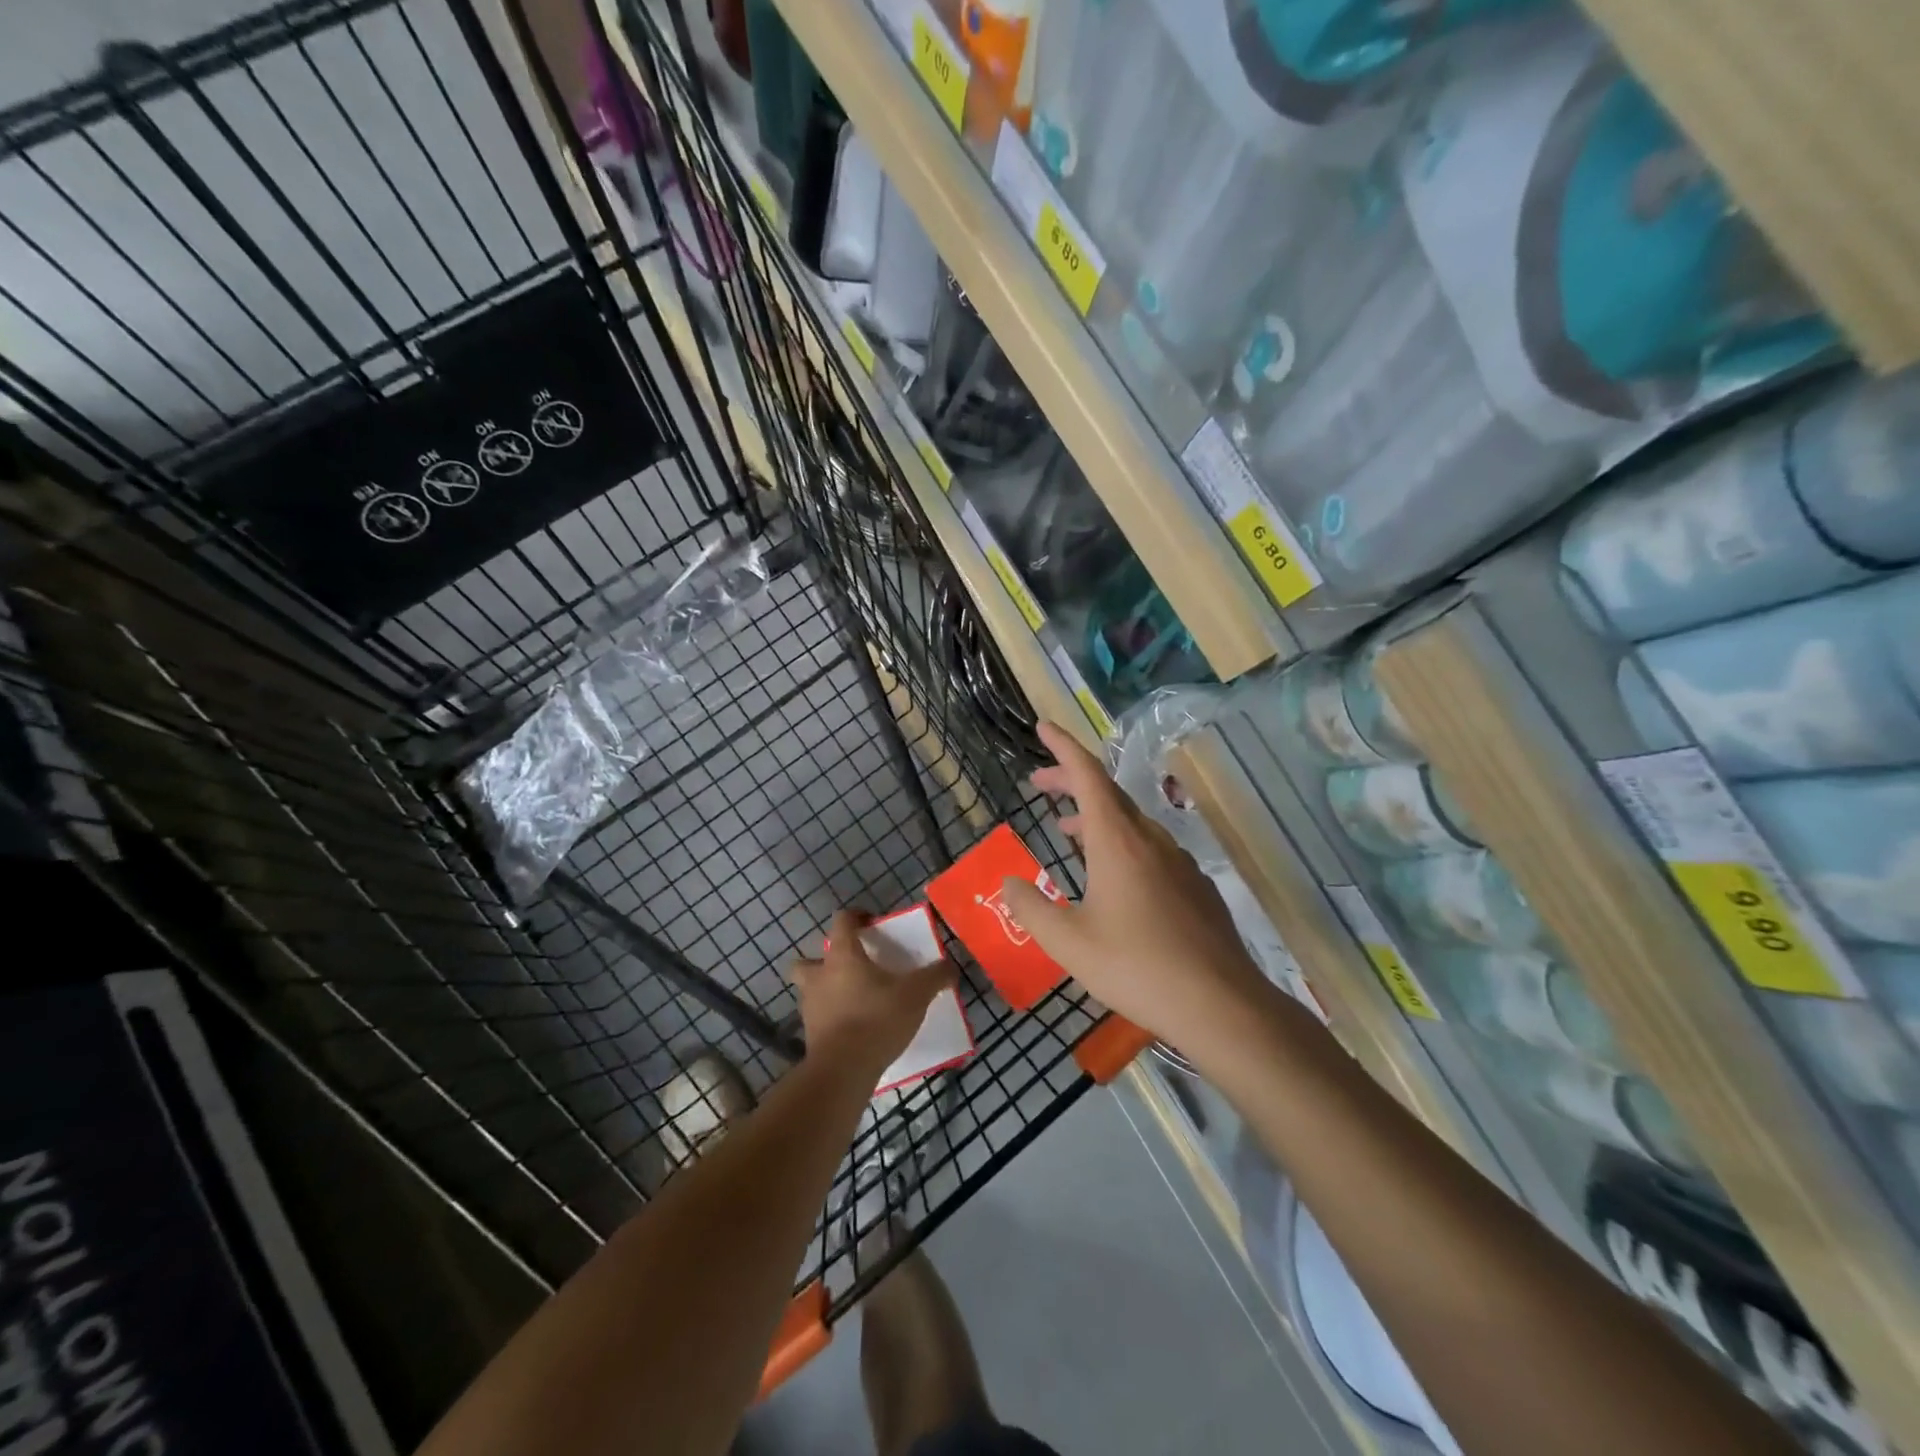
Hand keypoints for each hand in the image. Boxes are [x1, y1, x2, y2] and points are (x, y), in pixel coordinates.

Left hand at [790, 909, 955, 1072]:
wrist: (843, 1070)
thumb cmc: (877, 1019)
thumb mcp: (916, 994)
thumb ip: (934, 977)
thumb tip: (950, 967)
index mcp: (843, 956)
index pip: (842, 921)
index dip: (856, 916)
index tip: (872, 923)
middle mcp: (819, 976)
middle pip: (808, 959)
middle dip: (824, 960)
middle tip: (851, 967)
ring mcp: (810, 1007)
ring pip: (809, 990)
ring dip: (825, 991)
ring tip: (853, 1000)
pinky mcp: (810, 1036)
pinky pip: (819, 1018)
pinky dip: (832, 1019)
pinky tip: (854, 1028)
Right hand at [999, 723, 1272, 1055]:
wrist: (1220, 1005)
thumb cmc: (1136, 967)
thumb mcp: (1068, 942)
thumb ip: (1031, 908)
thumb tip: (1007, 883)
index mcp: (1117, 841)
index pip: (1088, 775)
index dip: (1063, 747)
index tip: (1043, 727)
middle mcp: (1150, 840)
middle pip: (1108, 794)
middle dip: (1071, 782)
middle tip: (1040, 784)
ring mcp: (1179, 862)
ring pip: (1131, 823)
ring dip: (1096, 817)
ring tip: (1068, 831)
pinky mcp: (1196, 887)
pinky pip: (1151, 849)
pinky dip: (1122, 844)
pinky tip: (1115, 877)